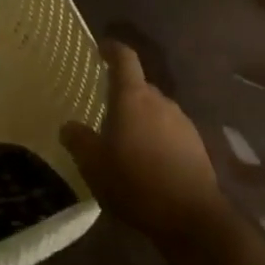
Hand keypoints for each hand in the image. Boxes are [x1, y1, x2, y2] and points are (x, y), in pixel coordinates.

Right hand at [62, 40, 222, 243]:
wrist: (192, 217)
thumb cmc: (136, 183)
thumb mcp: (95, 166)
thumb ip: (78, 141)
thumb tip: (68, 126)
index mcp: (133, 97)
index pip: (125, 59)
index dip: (113, 49)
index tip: (101, 47)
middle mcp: (160, 101)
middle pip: (140, 86)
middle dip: (123, 94)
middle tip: (105, 111)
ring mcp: (182, 122)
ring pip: (156, 110)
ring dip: (141, 118)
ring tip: (126, 141)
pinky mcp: (196, 144)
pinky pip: (170, 130)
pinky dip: (157, 137)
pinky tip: (149, 161)